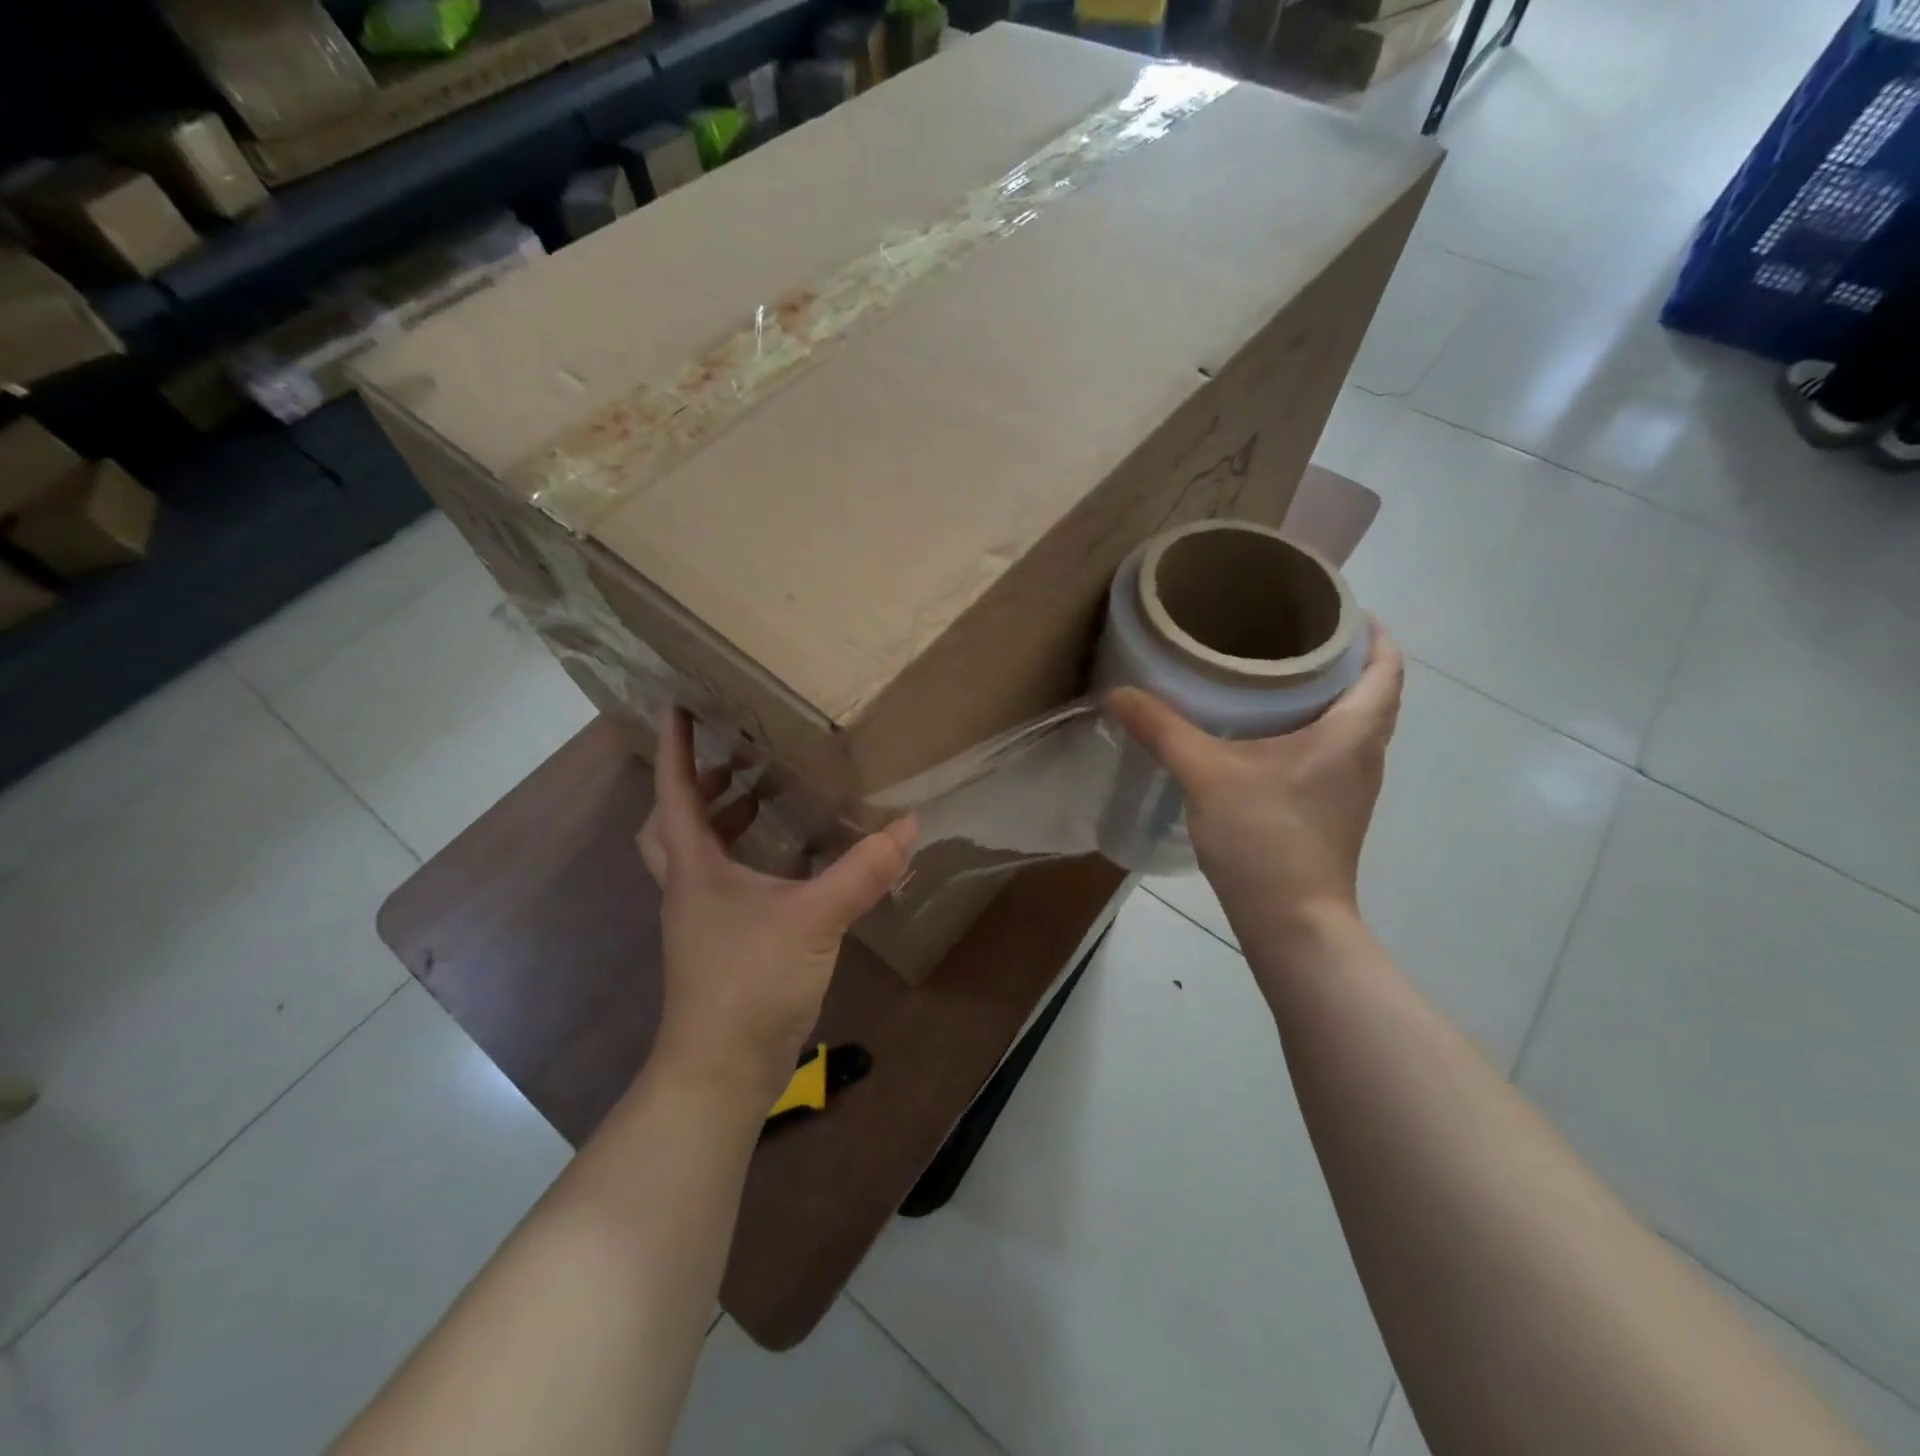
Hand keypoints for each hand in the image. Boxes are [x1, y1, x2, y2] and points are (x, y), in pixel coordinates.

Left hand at [638, 709, 917, 1102]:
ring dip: (720, 821)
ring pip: (695, 856)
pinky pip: (723, 884)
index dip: (673, 747)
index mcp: (695, 868)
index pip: (673, 793)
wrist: (720, 1072)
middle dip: (693, 786)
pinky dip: (744, 859)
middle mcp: (688, 888)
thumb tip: (908, 825)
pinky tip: (786, 864)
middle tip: (729, 757)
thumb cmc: (750, 983)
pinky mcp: (719, 945)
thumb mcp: (815, 919)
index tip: (675, 705)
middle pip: (671, 825)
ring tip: (761, 797)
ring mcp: (701, 920)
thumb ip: (862, 871)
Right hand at [1105, 622, 1404, 932]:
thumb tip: (1116, 693)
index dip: (1372, 632)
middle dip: (1344, 659)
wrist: (1292, 922)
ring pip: (1353, 724)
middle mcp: (1364, 754)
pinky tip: (1265, 733)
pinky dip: (1312, 729)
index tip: (1339, 608)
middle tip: (1294, 634)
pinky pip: (1333, 751)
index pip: (1386, 666)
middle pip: (1372, 692)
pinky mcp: (1332, 810)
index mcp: (1352, 732)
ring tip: (1278, 674)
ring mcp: (1351, 786)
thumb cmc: (1265, 838)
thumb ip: (1162, 728)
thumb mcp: (1206, 774)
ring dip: (1328, 695)